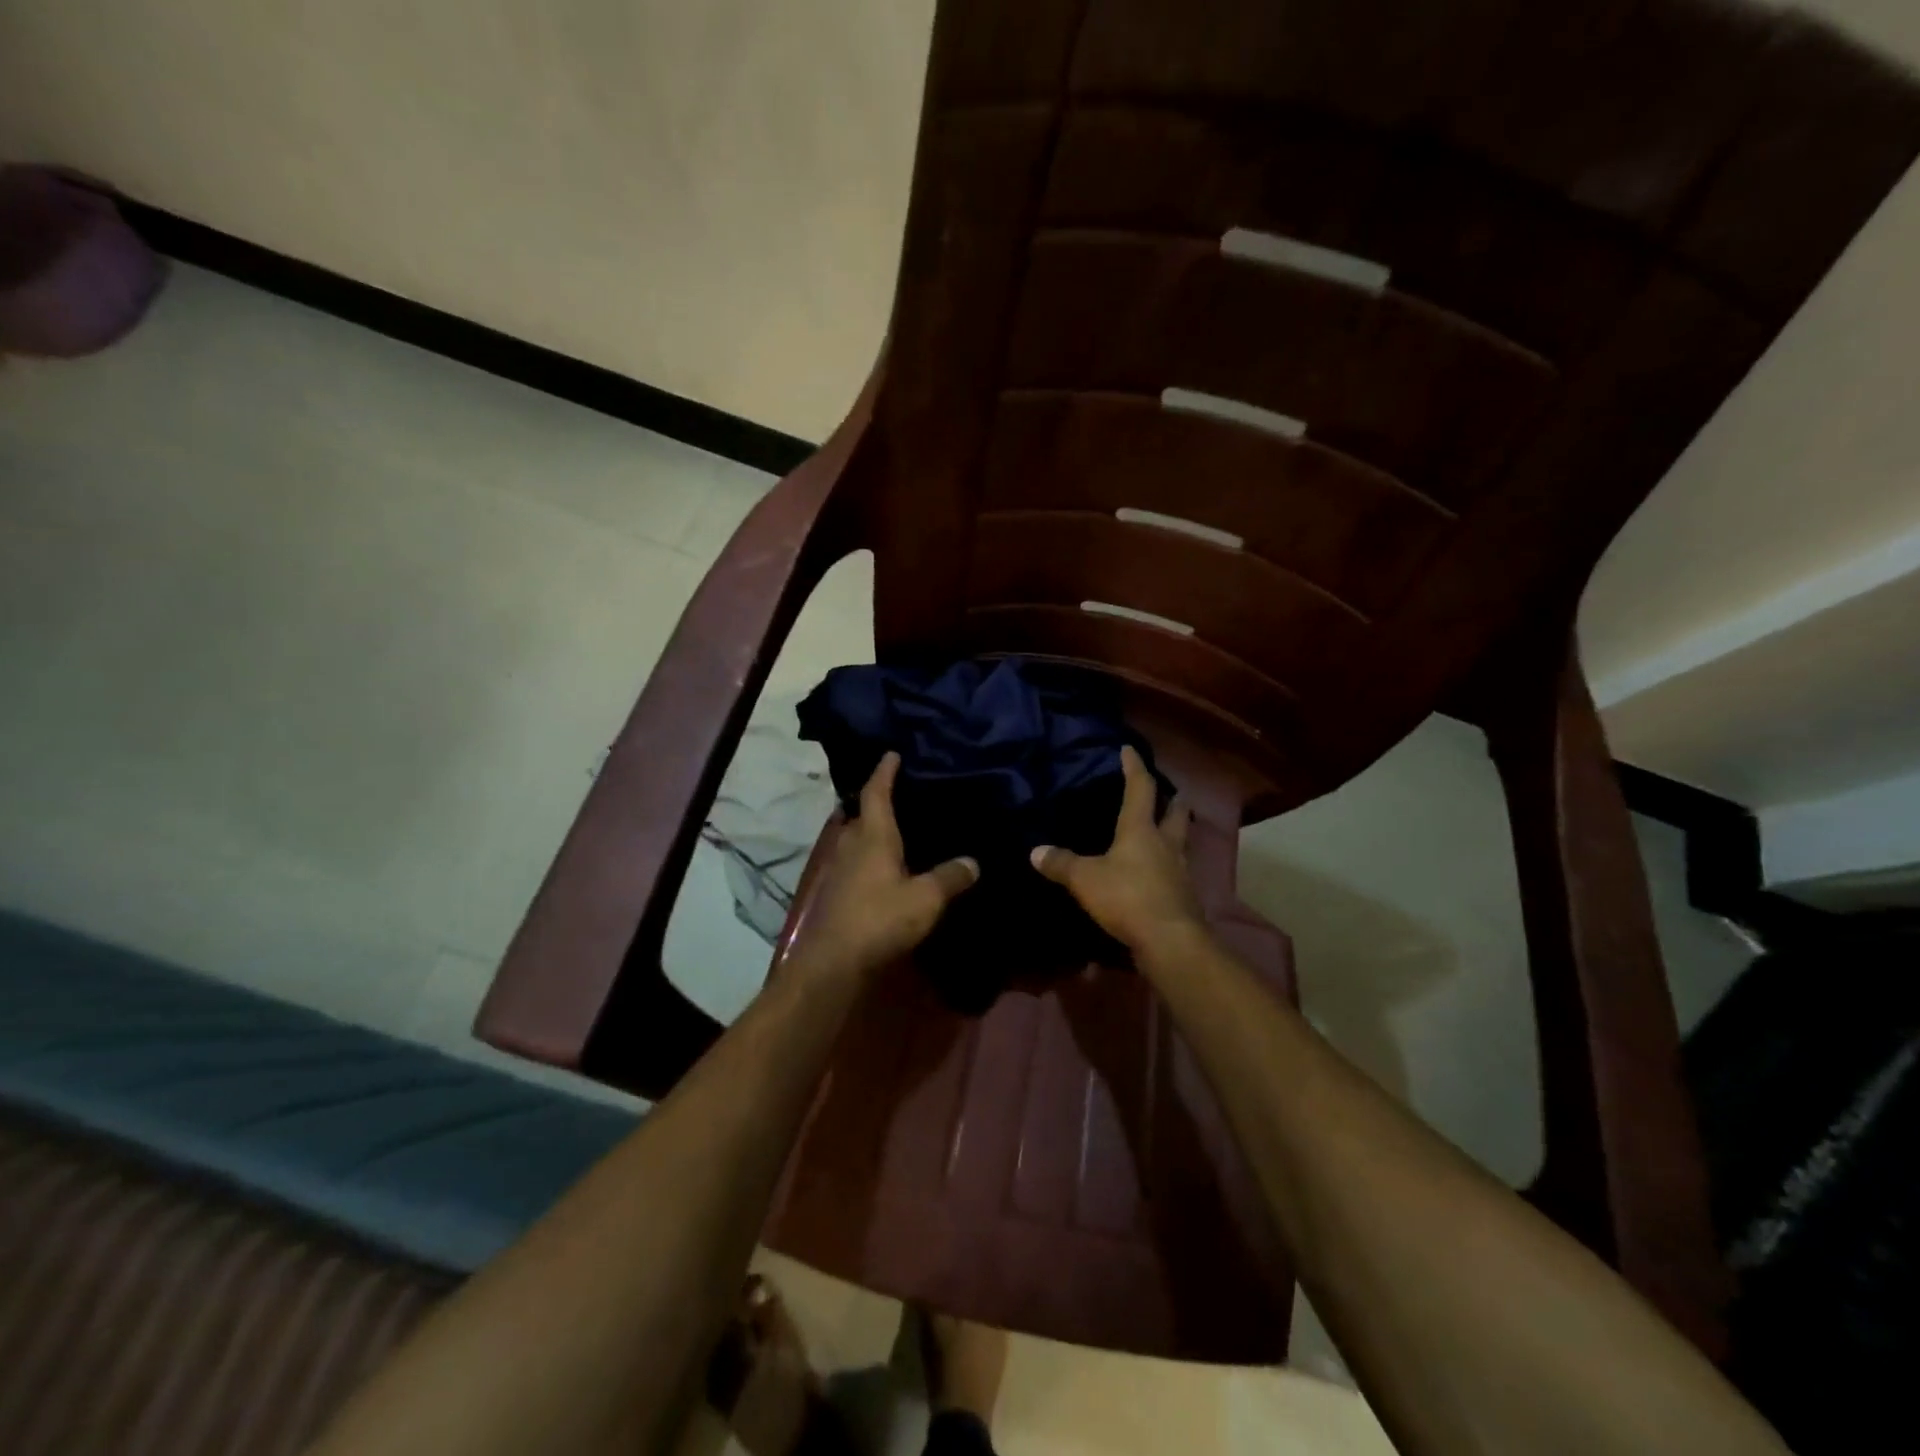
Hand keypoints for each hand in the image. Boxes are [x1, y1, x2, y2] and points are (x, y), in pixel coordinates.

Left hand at [793, 752, 978, 979]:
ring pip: (857, 838)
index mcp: (873, 835)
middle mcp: (851, 843)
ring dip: (873, 829)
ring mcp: (839, 868)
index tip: (892, 753)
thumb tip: (973, 861)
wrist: (832, 963)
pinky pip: (855, 860)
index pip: (876, 792)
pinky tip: (886, 866)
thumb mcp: (926, 899)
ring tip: (899, 827)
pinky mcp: (836, 891)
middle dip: (879, 799)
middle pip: (863, 813)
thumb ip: (950, 877)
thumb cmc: (880, 919)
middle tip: (904, 792)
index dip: (884, 771)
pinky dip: (870, 854)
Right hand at [1031, 746, 1205, 957]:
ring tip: (1165, 830)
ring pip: (1181, 842)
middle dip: (1173, 800)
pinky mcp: (1183, 896)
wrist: (1170, 941)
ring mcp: (1180, 871)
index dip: (1134, 767)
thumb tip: (1035, 851)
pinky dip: (1169, 865)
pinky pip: (1177, 871)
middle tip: (1170, 792)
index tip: (1129, 749)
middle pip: (1175, 813)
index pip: (1140, 788)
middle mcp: (1166, 844)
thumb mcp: (1085, 879)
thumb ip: (1061, 864)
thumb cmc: (1127, 897)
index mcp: (1141, 829)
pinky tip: (1159, 872)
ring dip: (1175, 832)